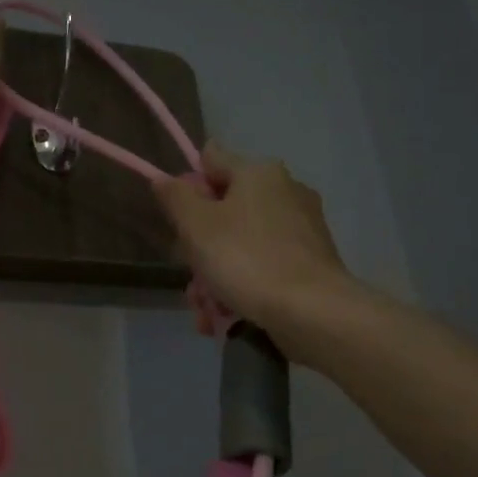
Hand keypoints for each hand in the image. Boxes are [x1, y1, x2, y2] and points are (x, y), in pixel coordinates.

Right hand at [154, 144, 355, 350]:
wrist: (312, 311)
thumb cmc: (247, 259)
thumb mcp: (197, 226)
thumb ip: (176, 197)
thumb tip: (165, 179)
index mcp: (259, 172)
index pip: (211, 160)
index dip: (188, 186)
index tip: (178, 220)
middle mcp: (285, 191)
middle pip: (224, 211)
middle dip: (200, 248)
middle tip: (191, 278)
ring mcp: (302, 228)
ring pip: (241, 244)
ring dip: (216, 277)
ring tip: (207, 310)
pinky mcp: (311, 261)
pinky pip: (264, 266)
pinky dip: (243, 287)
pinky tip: (228, 316)